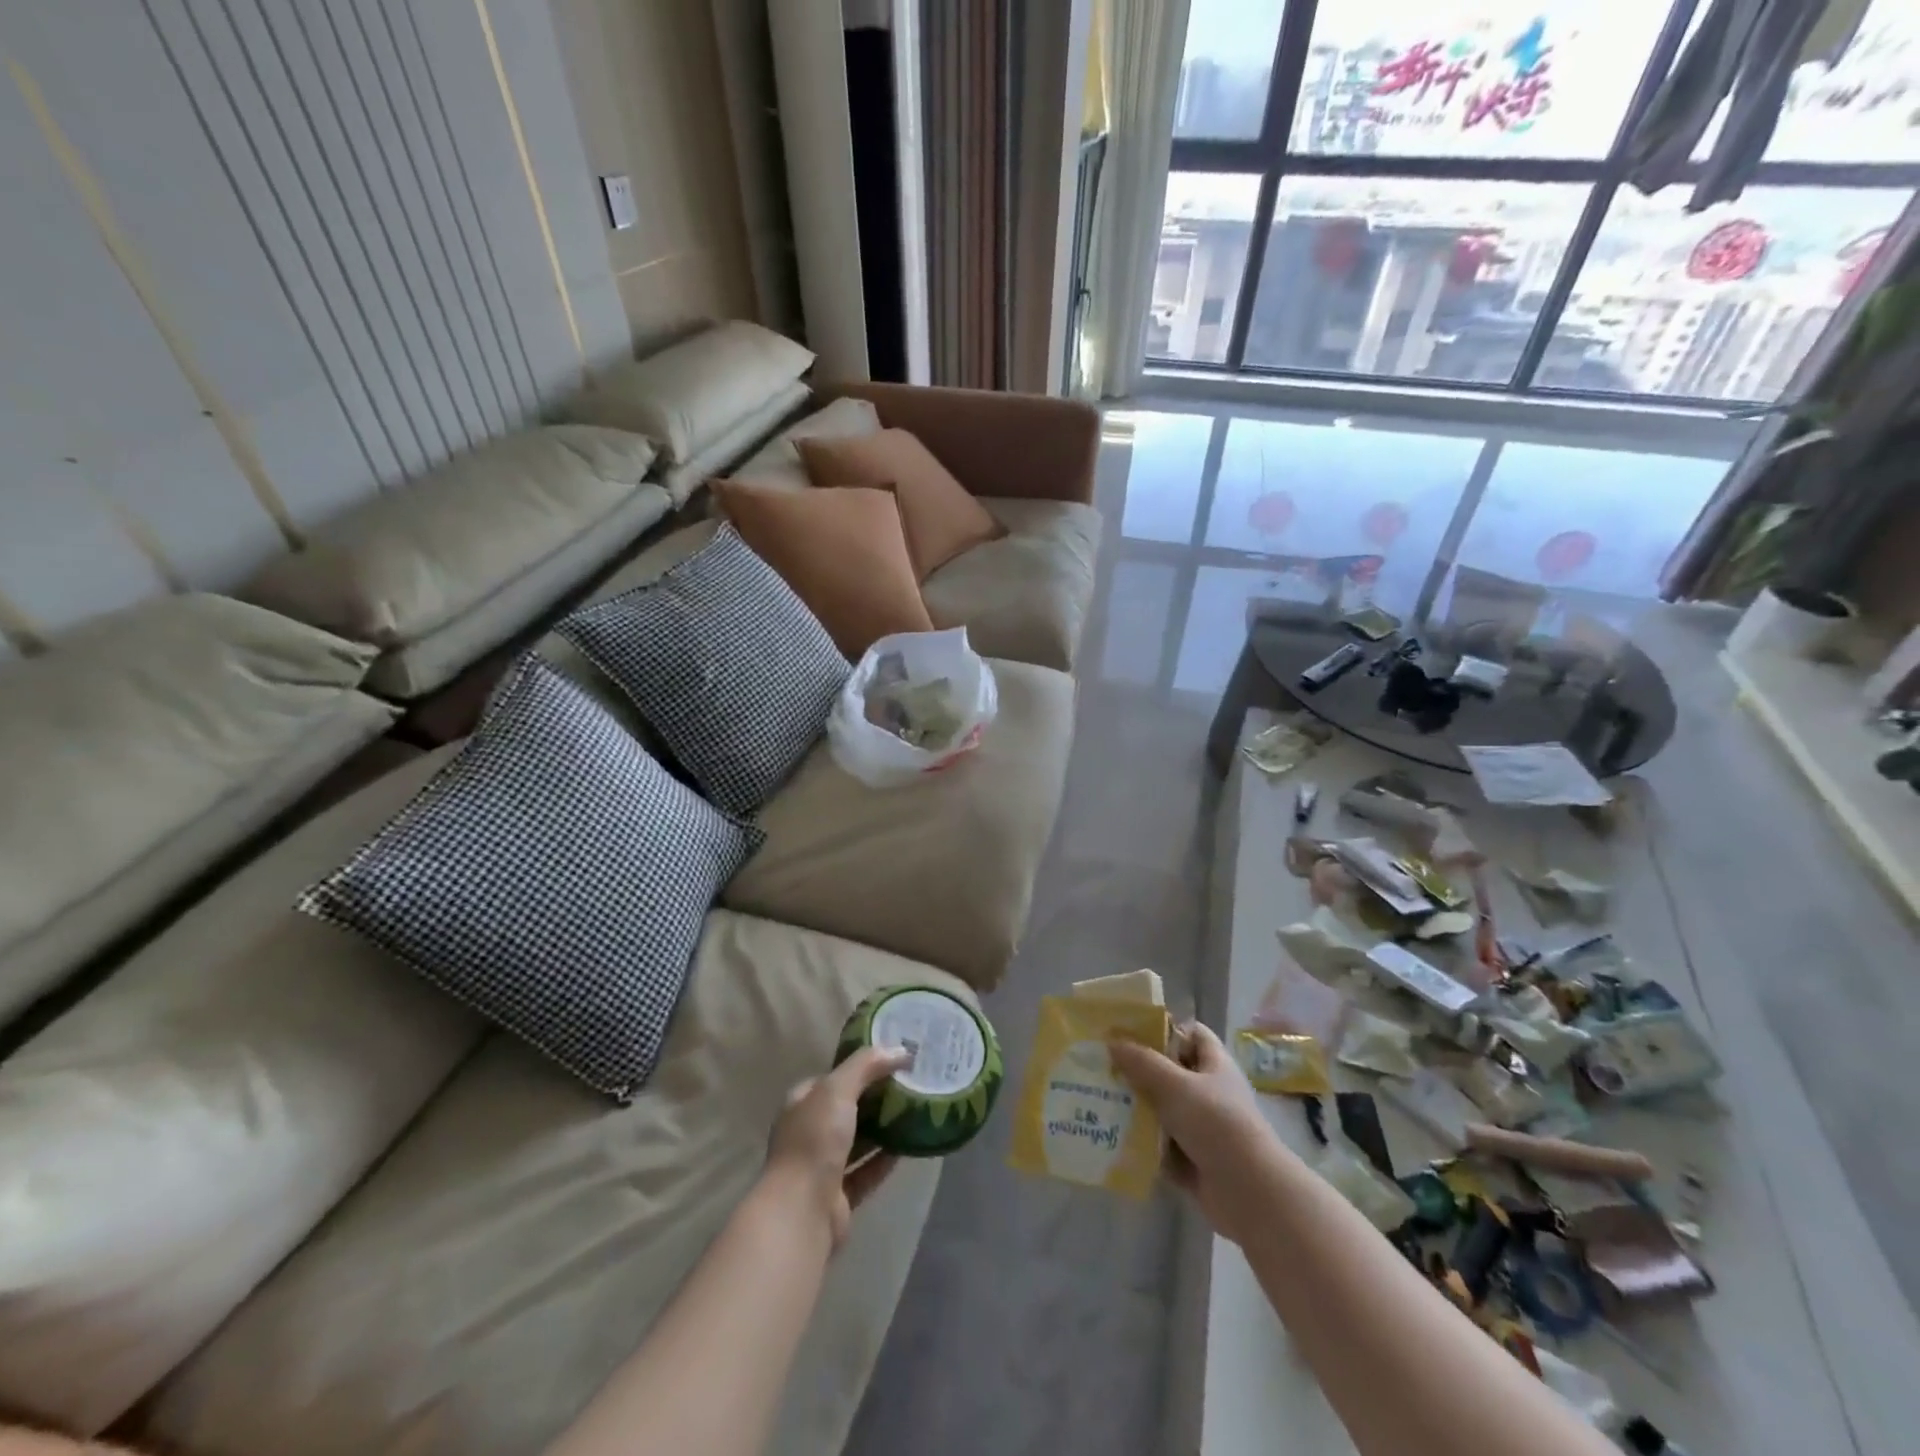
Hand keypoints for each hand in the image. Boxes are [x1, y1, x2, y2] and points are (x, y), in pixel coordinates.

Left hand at [765, 1047, 911, 1251]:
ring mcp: (821, 1167)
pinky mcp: (838, 1196)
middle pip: (846, 1109)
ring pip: (857, 1141)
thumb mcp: (838, 1089)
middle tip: (908, 1084)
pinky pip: (866, 1171)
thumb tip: (900, 1049)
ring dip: (881, 1129)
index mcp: (801, 1104)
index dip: (858, 1067)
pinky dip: (884, 1160)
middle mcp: (808, 1133)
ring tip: (913, 1112)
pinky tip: (908, 1147)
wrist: (802, 1211)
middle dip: (874, 1098)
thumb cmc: (814, 1141)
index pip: (831, 1078)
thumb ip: (867, 1065)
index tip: (890, 1060)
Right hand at [1109, 1023, 1273, 1243]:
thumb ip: (1142, 1062)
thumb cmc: (1216, 1124)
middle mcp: (1210, 1093)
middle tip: (1103, 1066)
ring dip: (1137, 1108)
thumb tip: (1112, 1041)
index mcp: (1215, 1065)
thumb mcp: (1175, 1085)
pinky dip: (1142, 1143)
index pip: (1192, 1034)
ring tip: (1098, 1099)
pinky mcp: (1193, 1160)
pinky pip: (1161, 1145)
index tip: (1130, 1032)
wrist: (1249, 1192)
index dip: (1166, 1029)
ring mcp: (1202, 1128)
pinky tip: (1111, 1136)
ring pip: (1163, 1110)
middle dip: (1139, 1070)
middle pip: (1171, 1073)